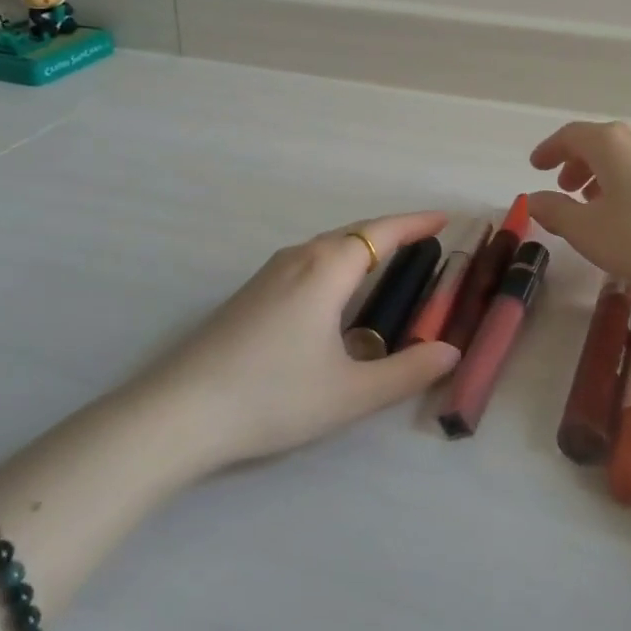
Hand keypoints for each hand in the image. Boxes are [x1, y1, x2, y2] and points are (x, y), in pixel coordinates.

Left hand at [151, 212, 461, 467]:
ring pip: (328, 246)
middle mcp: (299, 257)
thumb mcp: (351, 392)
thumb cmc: (274, 396)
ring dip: (363, 246)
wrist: (180, 412)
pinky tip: (337, 293)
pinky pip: (308, 261)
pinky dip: (338, 262)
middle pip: (355, 232)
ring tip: (389, 262)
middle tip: (426, 240)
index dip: (416, 223)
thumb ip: (406, 372)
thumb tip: (449, 353)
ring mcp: (270, 272)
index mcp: (328, 268)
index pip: (383, 232)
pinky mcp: (251, 292)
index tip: (445, 217)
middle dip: (393, 232)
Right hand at [529, 120, 630, 289]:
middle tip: (565, 187)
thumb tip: (533, 199)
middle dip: (577, 163)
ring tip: (597, 203)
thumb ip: (556, 212)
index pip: (569, 135)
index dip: (549, 150)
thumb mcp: (588, 230)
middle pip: (599, 141)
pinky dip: (629, 181)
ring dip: (603, 174)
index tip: (536, 166)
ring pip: (625, 155)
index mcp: (608, 143)